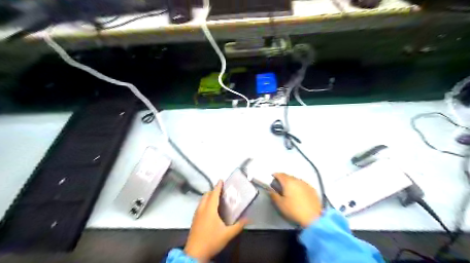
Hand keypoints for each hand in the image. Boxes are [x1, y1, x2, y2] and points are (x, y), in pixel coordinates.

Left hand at [184, 180, 246, 261]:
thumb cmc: (211, 241)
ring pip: (202, 200)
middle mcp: (202, 209)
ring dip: (208, 197)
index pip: (214, 194)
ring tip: (216, 199)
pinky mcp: (194, 220)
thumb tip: (248, 219)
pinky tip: (210, 210)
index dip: (218, 186)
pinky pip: (200, 206)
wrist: (195, 253)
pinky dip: (205, 203)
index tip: (221, 180)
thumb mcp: (227, 234)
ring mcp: (196, 214)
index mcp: (209, 209)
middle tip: (221, 191)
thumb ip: (239, 225)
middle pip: (206, 195)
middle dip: (213, 191)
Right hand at [270, 174, 320, 226]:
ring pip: (296, 180)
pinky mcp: (312, 189)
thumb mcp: (280, 204)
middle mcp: (297, 180)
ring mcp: (306, 184)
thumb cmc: (294, 210)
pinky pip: (303, 184)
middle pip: (288, 176)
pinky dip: (299, 186)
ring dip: (292, 182)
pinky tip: (299, 192)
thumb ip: (273, 195)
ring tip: (289, 189)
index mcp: (288, 182)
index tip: (272, 177)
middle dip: (283, 178)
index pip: (280, 174)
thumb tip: (271, 190)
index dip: (275, 175)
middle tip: (280, 184)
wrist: (313, 218)